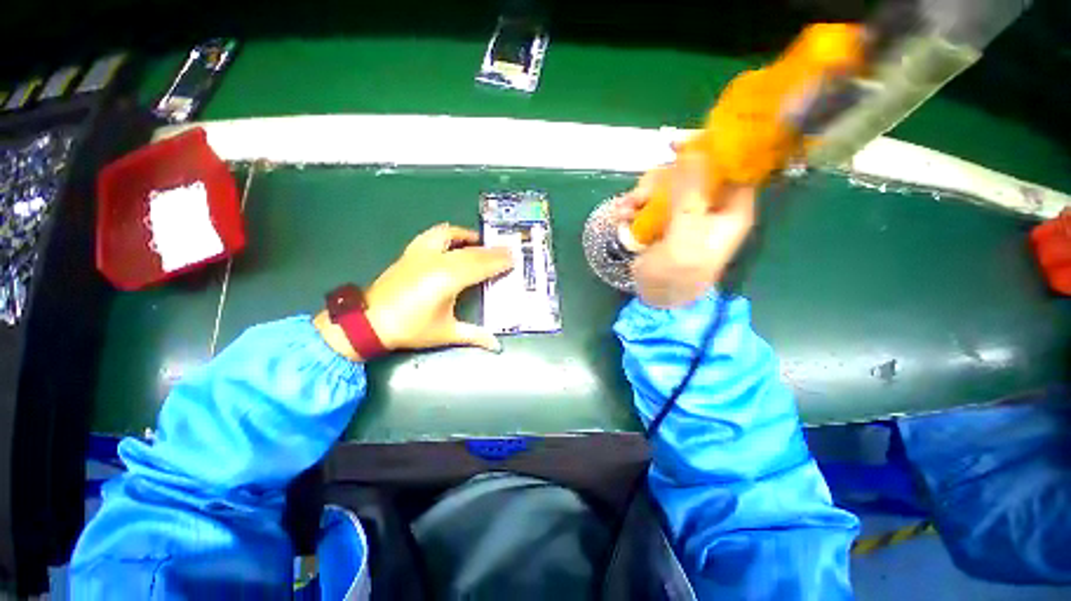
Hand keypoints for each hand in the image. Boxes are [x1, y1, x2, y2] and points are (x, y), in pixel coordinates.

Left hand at [315, 223, 513, 359]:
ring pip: (453, 238)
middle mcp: (437, 261)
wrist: (369, 322)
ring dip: (470, 238)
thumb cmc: (411, 328)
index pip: (481, 265)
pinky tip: (454, 238)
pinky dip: (448, 233)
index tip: (513, 259)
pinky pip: (433, 235)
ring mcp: (422, 253)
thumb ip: (474, 336)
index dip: (498, 262)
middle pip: (472, 251)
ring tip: (482, 242)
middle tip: (507, 251)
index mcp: (448, 279)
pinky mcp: (411, 252)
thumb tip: (497, 346)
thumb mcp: (446, 333)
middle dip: (492, 251)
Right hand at [614, 152, 755, 307]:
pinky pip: (651, 199)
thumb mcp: (685, 239)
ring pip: (667, 183)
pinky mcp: (664, 218)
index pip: (731, 165)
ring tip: (627, 210)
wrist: (657, 297)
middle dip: (664, 178)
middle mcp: (711, 204)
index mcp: (730, 209)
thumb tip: (693, 151)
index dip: (709, 149)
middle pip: (693, 170)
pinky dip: (635, 204)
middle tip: (642, 194)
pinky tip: (622, 215)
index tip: (677, 143)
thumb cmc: (678, 275)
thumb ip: (690, 197)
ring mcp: (685, 210)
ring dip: (643, 193)